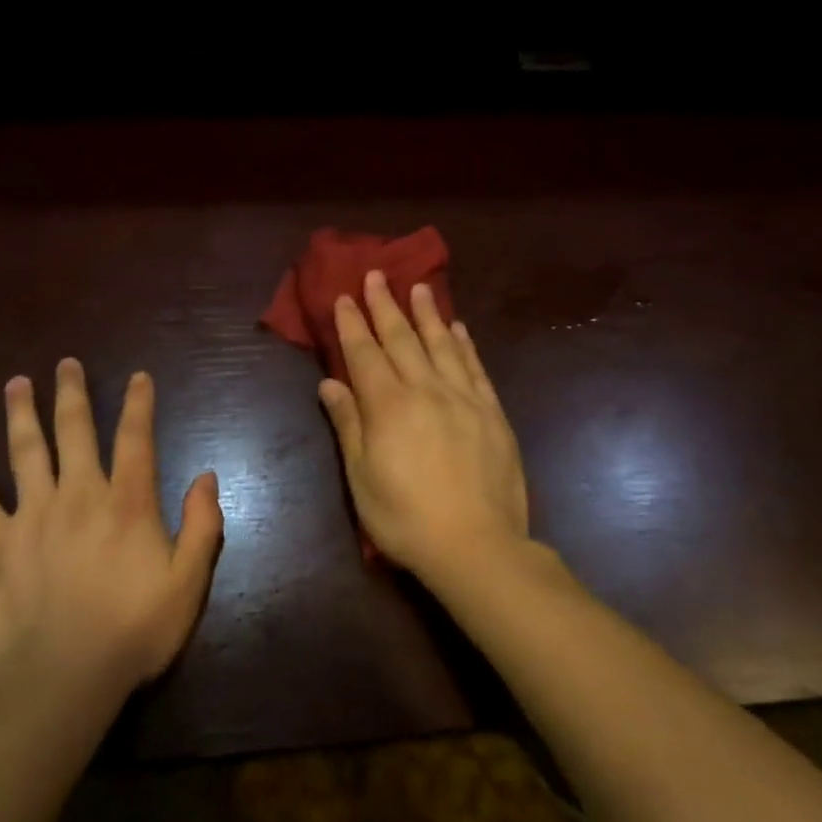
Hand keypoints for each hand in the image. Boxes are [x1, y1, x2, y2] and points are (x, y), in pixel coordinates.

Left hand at [0, 358, 223, 698]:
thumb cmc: (133, 631)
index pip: (136, 439)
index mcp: (127, 503)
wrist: (62, 681)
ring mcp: (33, 516)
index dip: (139, 404)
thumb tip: (206, 477)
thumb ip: (203, 526)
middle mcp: (79, 495)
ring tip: (16, 383)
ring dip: (21, 414)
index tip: (138, 376)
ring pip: (25, 451)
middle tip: (66, 363)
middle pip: (75, 431)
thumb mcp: (188, 583)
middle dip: (72, 394)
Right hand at [319, 271, 530, 584]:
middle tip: (377, 275)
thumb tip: (329, 382)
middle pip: (402, 339)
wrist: (477, 546)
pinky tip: (459, 328)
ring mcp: (463, 398)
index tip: (345, 296)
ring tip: (418, 287)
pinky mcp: (491, 412)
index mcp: (388, 406)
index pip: (364, 353)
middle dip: (385, 305)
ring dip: (427, 313)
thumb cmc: (406, 518)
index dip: (353, 323)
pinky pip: (475, 368)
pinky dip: (465, 344)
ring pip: (441, 344)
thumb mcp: (362, 478)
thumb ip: (348, 424)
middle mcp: (425, 390)